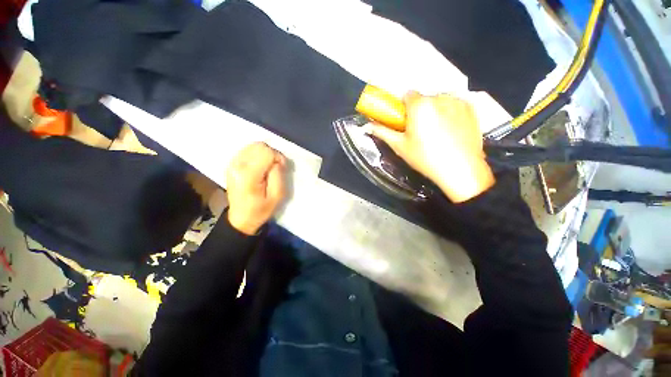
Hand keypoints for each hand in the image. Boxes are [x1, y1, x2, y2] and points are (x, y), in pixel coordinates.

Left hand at [226, 142, 285, 234]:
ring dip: (265, 154)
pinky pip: (247, 150)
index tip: (282, 168)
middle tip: (276, 167)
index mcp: (248, 175)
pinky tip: (260, 166)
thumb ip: (278, 175)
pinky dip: (257, 155)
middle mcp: (237, 165)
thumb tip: (277, 161)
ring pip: (253, 146)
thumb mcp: (277, 196)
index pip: (266, 152)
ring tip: (268, 167)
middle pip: (259, 146)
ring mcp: (232, 163)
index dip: (278, 157)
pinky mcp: (231, 163)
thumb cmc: (261, 210)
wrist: (241, 218)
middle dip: (272, 154)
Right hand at [368, 92, 494, 202]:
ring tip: (437, 132)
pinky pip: (454, 104)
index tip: (405, 121)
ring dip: (435, 110)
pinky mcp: (471, 108)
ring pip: (439, 100)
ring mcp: (458, 101)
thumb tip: (366, 126)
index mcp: (420, 105)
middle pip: (423, 98)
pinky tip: (451, 130)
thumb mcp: (400, 146)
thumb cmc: (425, 158)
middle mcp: (439, 97)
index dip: (403, 108)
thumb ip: (382, 132)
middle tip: (420, 131)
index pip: (407, 95)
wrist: (460, 169)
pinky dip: (450, 112)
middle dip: (419, 110)